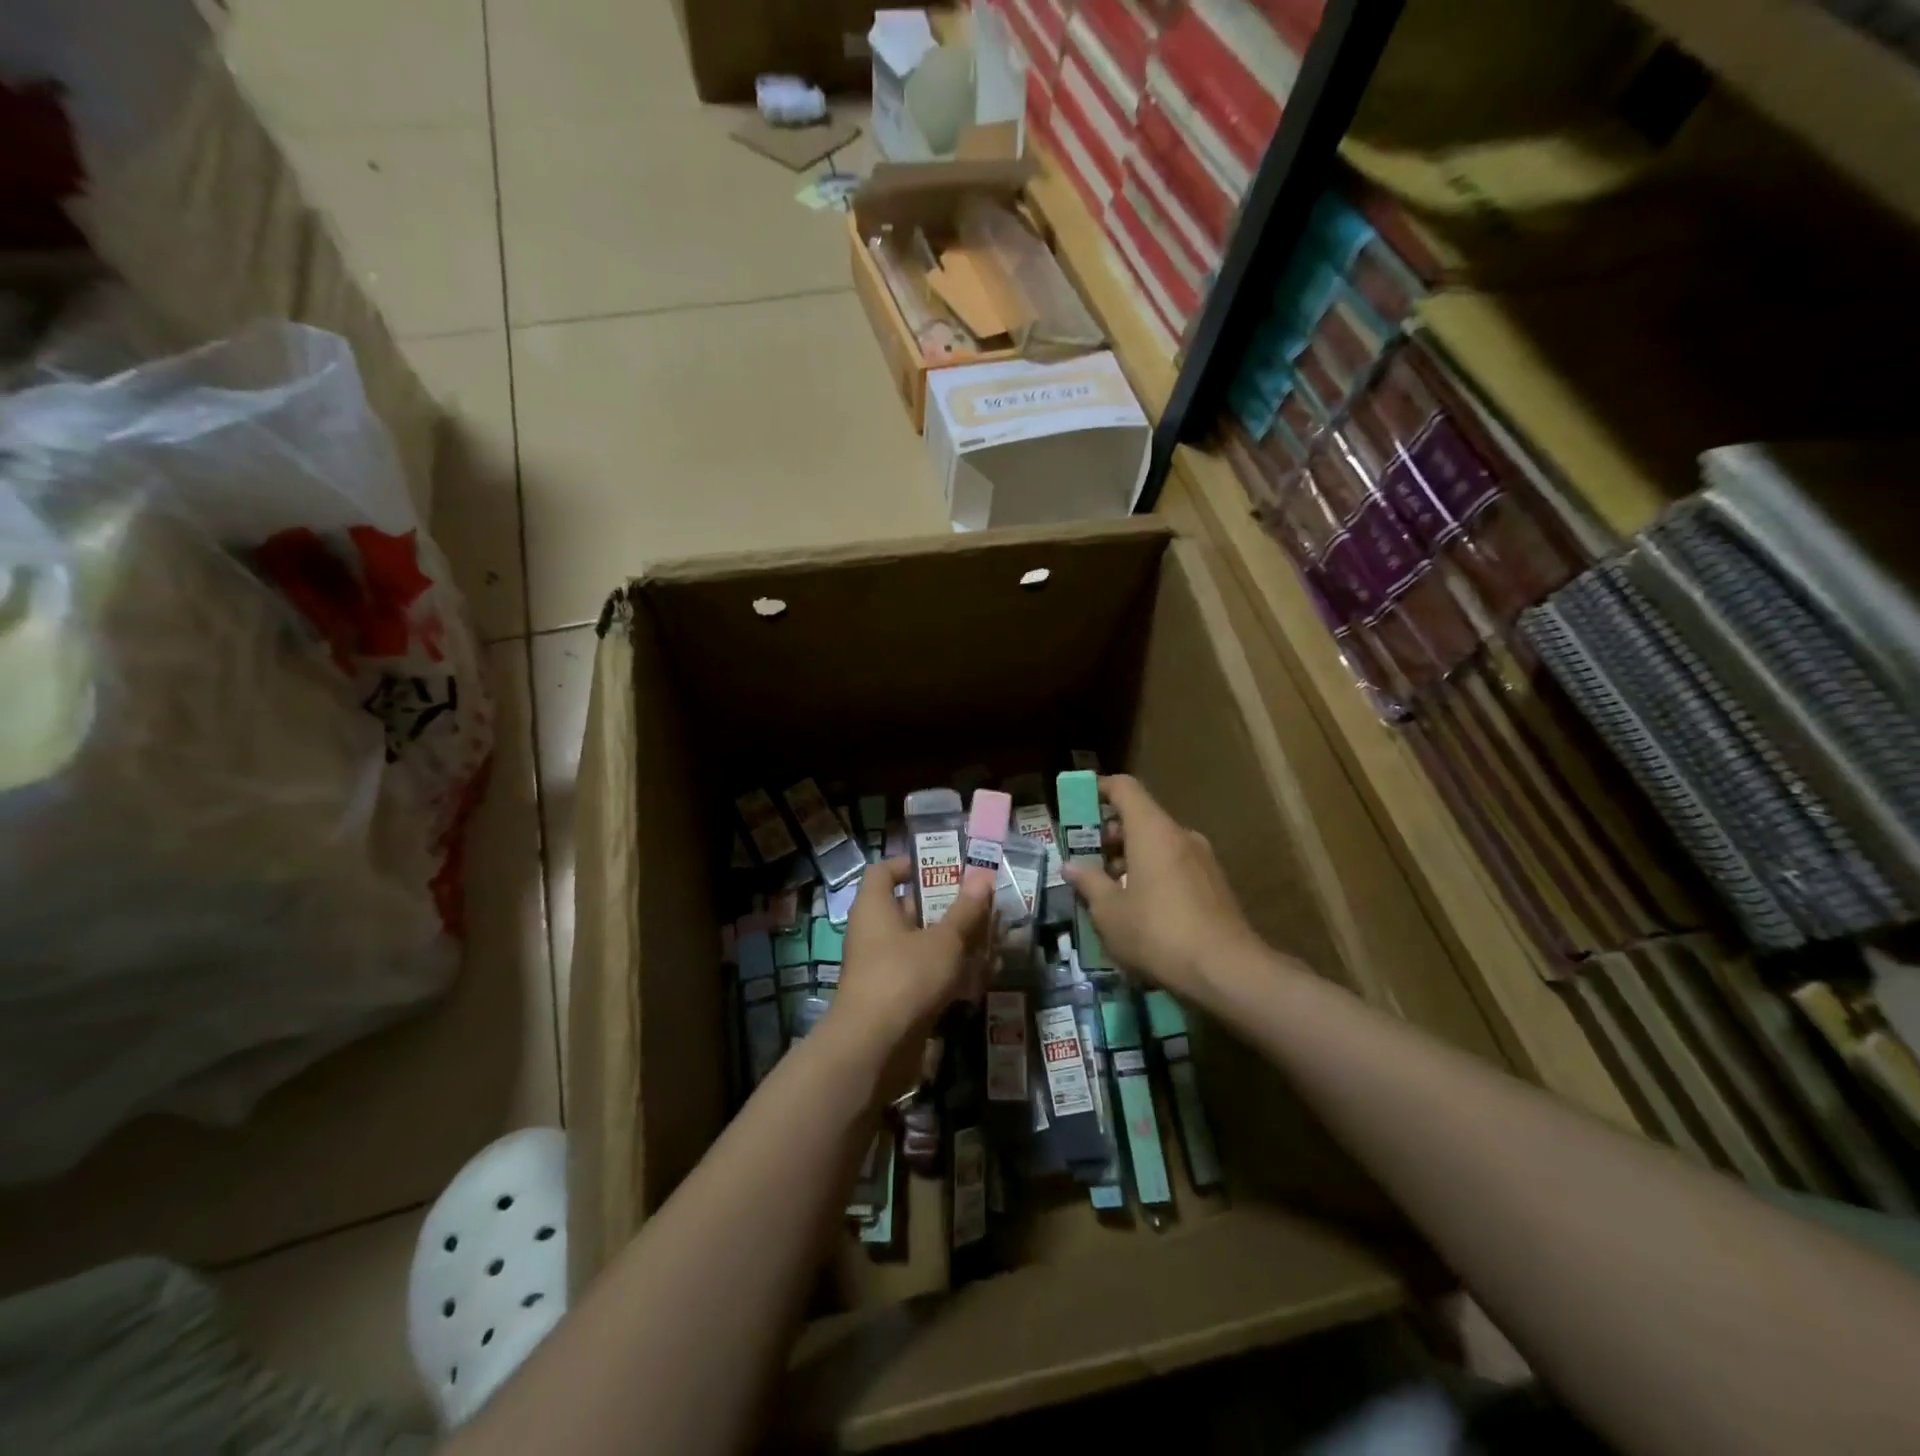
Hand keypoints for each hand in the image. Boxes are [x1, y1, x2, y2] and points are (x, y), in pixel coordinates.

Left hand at [831, 857, 991, 1099]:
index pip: (884, 872)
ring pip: (922, 946)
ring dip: (955, 944)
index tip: (945, 867)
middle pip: (910, 909)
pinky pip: (925, 977)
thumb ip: (965, 911)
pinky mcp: (895, 1000)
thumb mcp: (944, 941)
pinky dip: (950, 975)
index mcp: (875, 908)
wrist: (873, 1049)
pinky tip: (983, 978)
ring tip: (993, 940)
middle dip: (948, 908)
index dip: (910, 865)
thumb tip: (982, 875)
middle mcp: (874, 934)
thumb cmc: (905, 978)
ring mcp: (883, 969)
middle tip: (982, 905)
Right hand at [1062, 774, 1263, 1005]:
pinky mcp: (1215, 885)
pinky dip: (1153, 874)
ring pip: (1159, 844)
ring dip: (1131, 858)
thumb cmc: (1158, 933)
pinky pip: (1175, 865)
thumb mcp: (1110, 912)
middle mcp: (1180, 835)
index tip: (1078, 804)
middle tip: (1088, 861)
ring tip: (1110, 891)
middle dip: (1110, 834)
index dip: (1099, 789)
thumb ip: (1089, 883)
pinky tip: (1141, 909)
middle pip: (1141, 817)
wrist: (1227, 971)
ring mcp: (1203, 860)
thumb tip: (1071, 866)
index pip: (1125, 788)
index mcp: (1152, 831)